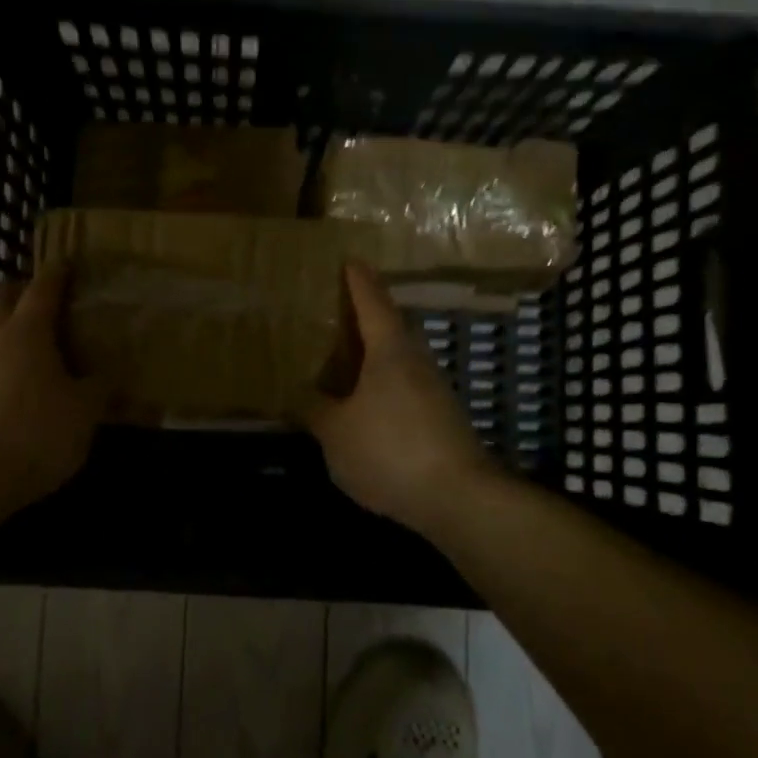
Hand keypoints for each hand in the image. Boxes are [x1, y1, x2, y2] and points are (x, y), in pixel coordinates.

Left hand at [0, 266, 104, 509]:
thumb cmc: (34, 432)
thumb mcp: (84, 412)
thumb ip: (100, 388)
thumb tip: (111, 374)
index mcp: (26, 331)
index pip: (43, 288)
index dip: (57, 273)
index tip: (68, 262)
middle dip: (18, 289)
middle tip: (44, 301)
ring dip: (3, 322)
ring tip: (32, 341)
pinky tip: (16, 378)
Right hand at [307, 263, 500, 535]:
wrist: (458, 497)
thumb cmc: (390, 450)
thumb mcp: (336, 432)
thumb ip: (315, 410)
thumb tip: (299, 395)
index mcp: (390, 350)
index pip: (372, 302)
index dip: (358, 281)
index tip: (350, 260)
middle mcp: (416, 360)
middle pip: (391, 327)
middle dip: (366, 317)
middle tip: (336, 313)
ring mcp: (434, 390)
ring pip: (399, 359)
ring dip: (374, 355)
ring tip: (344, 360)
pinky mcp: (441, 418)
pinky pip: (405, 387)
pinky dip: (383, 385)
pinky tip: (365, 405)